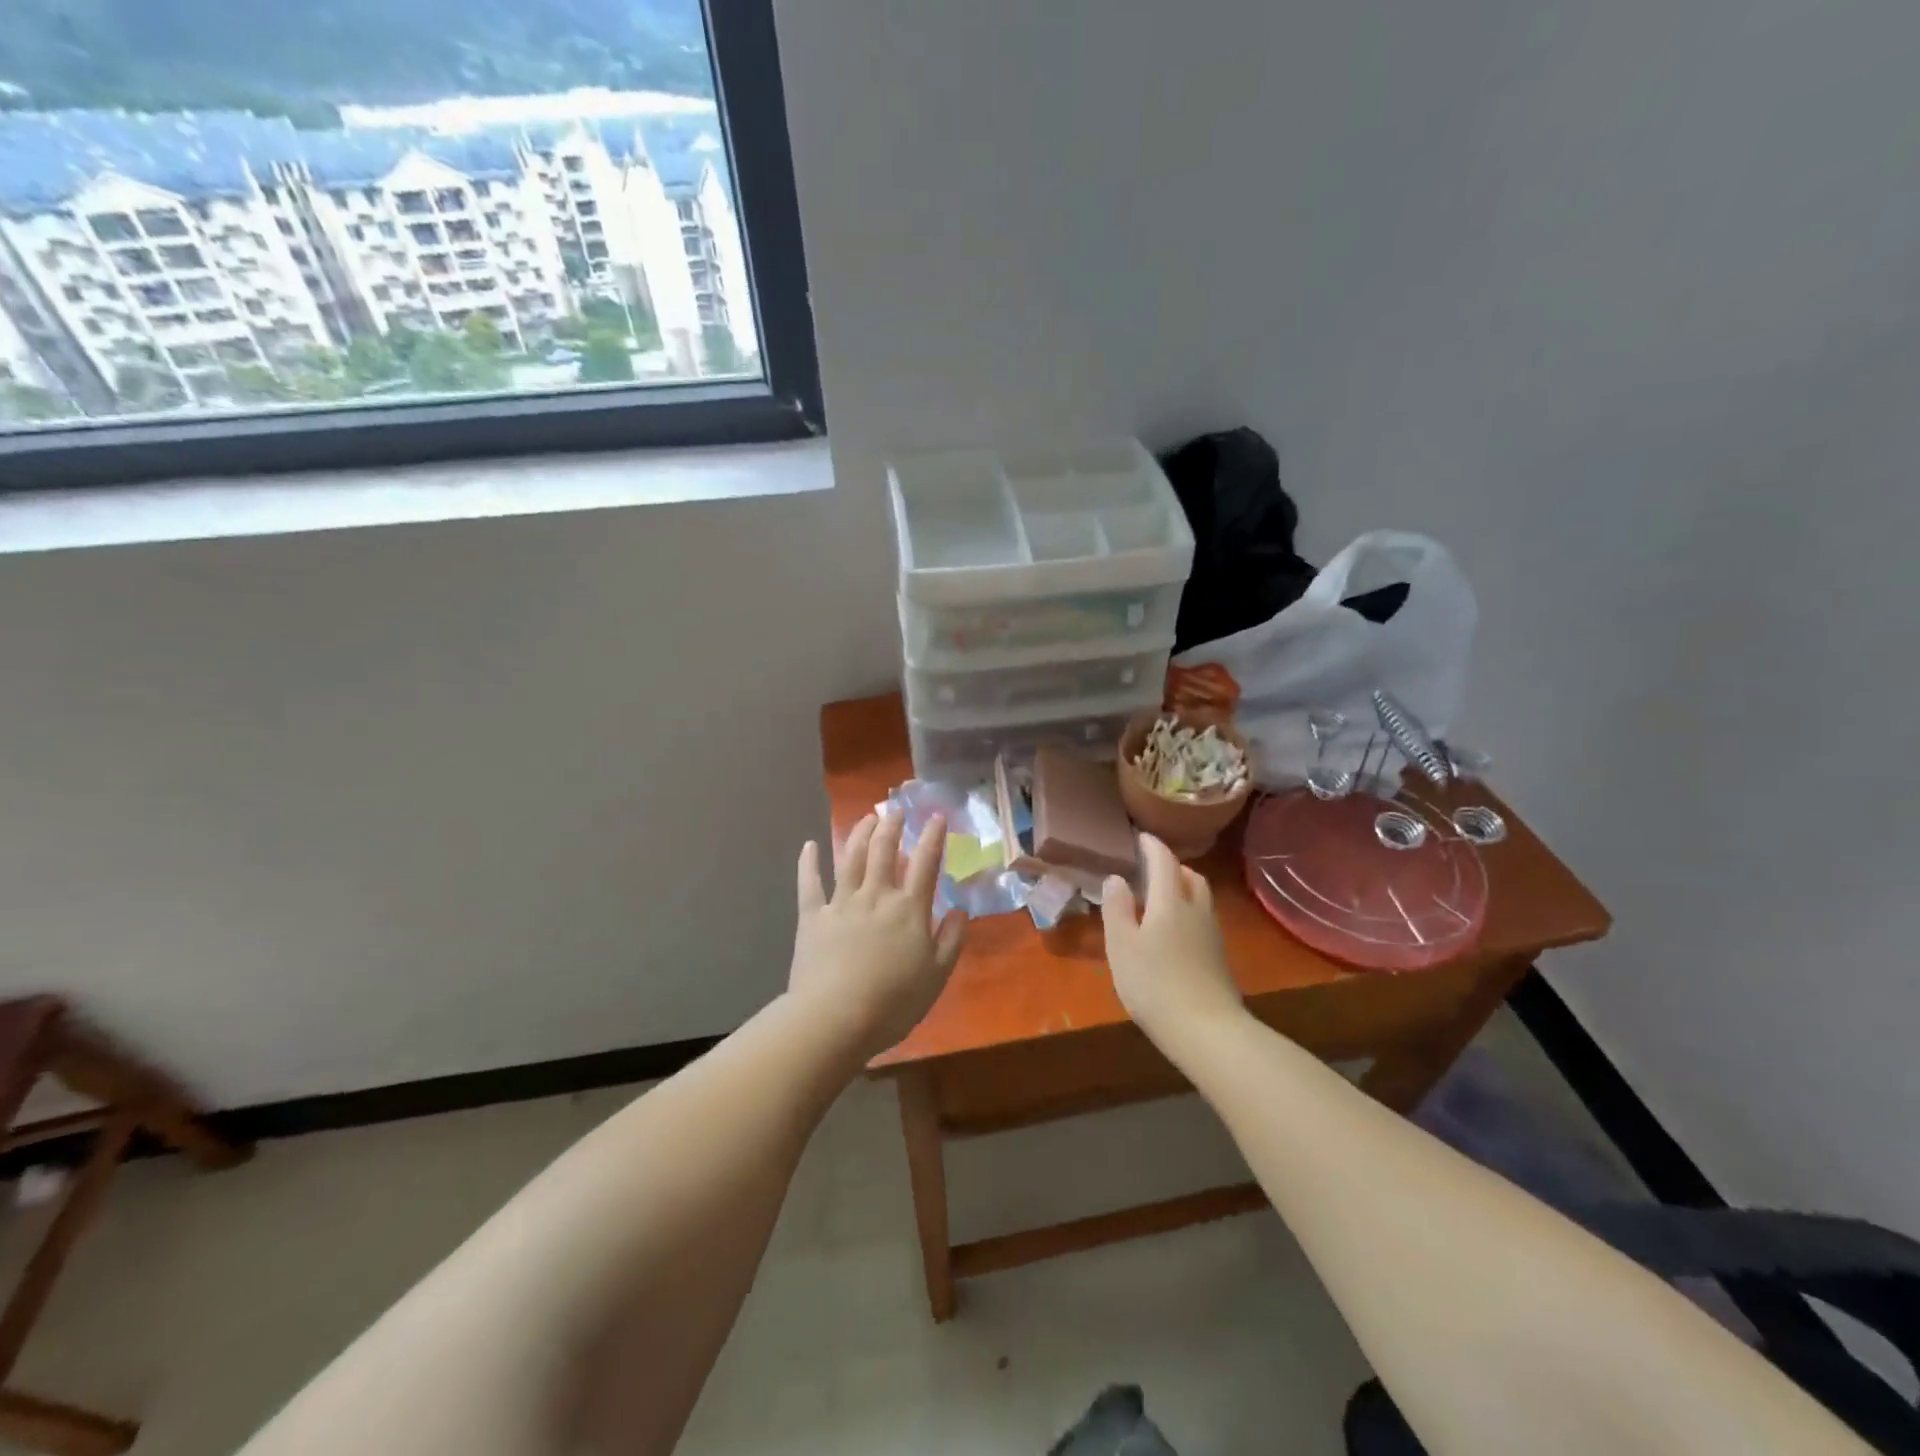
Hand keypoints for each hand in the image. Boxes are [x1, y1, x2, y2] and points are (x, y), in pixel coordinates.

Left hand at [789, 810, 967, 1057]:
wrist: (835, 1017)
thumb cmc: (893, 1002)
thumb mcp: (937, 976)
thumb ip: (951, 940)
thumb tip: (959, 910)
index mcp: (909, 909)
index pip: (925, 864)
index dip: (932, 837)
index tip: (936, 817)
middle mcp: (876, 896)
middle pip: (884, 850)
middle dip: (892, 826)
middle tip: (895, 809)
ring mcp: (841, 903)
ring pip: (850, 857)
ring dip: (859, 833)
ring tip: (866, 817)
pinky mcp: (812, 917)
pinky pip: (809, 883)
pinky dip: (808, 862)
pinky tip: (809, 845)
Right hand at [1101, 834, 1243, 1048]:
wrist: (1207, 1031)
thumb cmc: (1154, 983)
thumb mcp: (1121, 945)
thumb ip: (1117, 908)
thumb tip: (1116, 878)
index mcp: (1170, 901)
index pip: (1164, 861)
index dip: (1152, 845)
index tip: (1140, 836)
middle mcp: (1196, 910)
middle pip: (1190, 876)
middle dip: (1172, 866)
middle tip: (1151, 868)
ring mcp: (1212, 935)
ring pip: (1200, 898)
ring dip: (1182, 889)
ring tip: (1161, 898)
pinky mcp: (1218, 958)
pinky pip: (1203, 920)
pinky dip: (1188, 912)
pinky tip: (1174, 932)